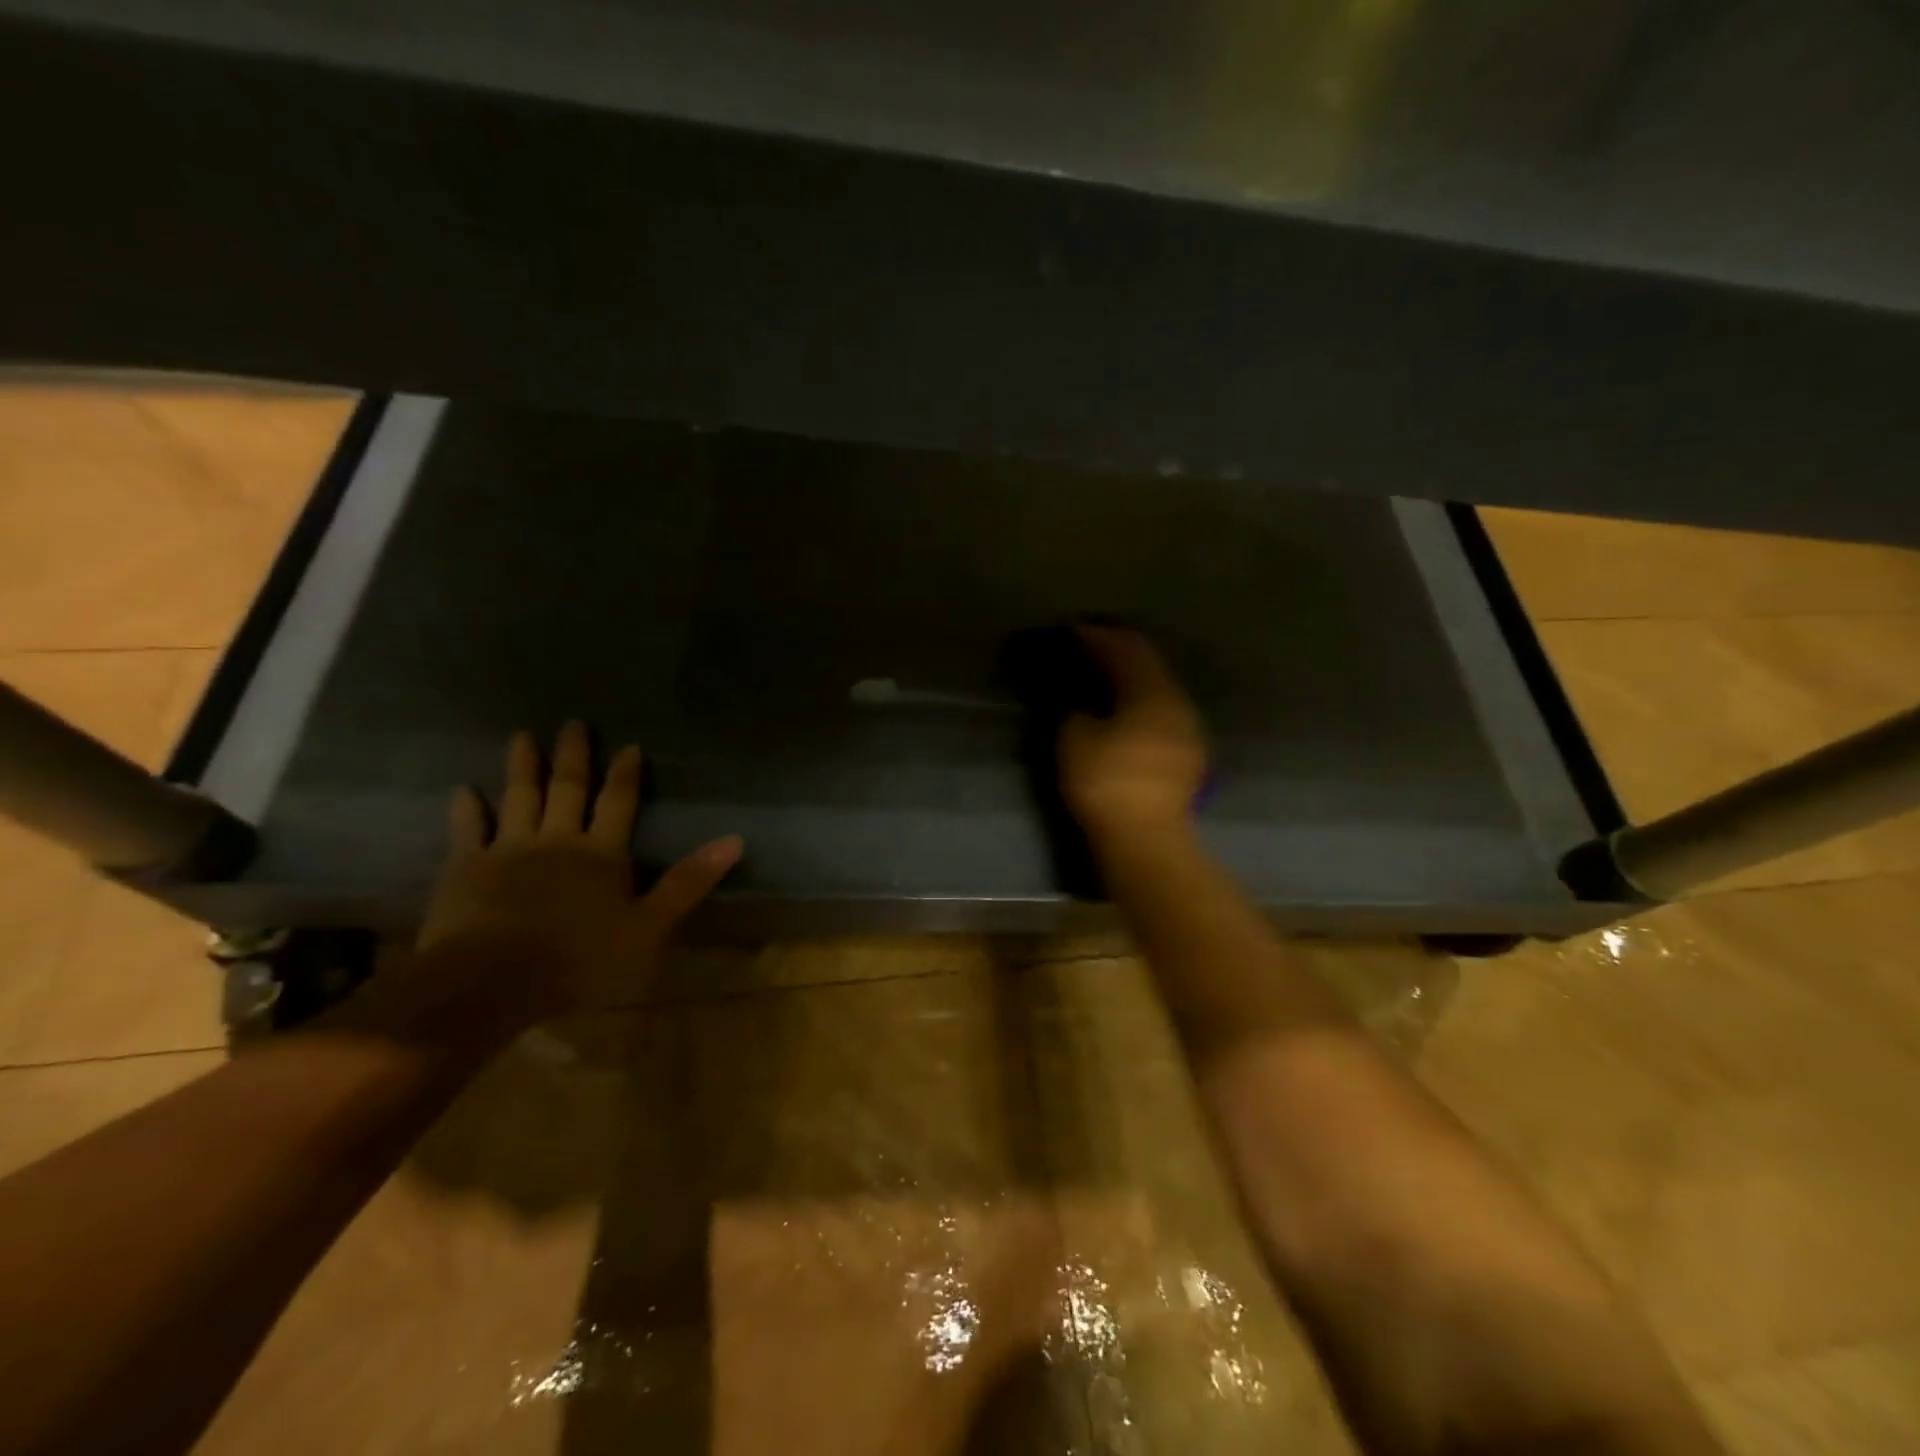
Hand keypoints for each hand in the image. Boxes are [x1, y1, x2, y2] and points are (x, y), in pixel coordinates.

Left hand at [414, 721, 741, 1026]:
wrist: (492, 982)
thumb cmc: (581, 961)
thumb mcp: (650, 928)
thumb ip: (688, 882)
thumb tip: (735, 840)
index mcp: (602, 854)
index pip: (618, 803)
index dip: (625, 774)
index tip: (629, 745)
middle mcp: (557, 841)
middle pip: (567, 790)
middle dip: (573, 756)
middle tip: (572, 722)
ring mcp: (507, 851)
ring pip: (519, 799)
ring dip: (522, 768)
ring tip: (522, 736)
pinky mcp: (465, 870)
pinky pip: (467, 832)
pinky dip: (466, 810)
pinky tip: (463, 791)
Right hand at [1058, 626, 1208, 837]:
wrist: (1147, 838)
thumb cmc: (1106, 783)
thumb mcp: (1075, 741)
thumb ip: (1078, 712)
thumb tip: (1085, 706)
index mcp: (1151, 691)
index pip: (1123, 650)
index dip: (1096, 637)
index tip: (1073, 630)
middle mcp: (1177, 701)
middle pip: (1148, 664)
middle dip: (1118, 651)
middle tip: (1091, 643)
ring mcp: (1188, 728)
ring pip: (1160, 688)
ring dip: (1134, 677)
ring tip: (1108, 675)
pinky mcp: (1190, 754)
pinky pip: (1164, 712)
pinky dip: (1144, 702)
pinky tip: (1129, 711)